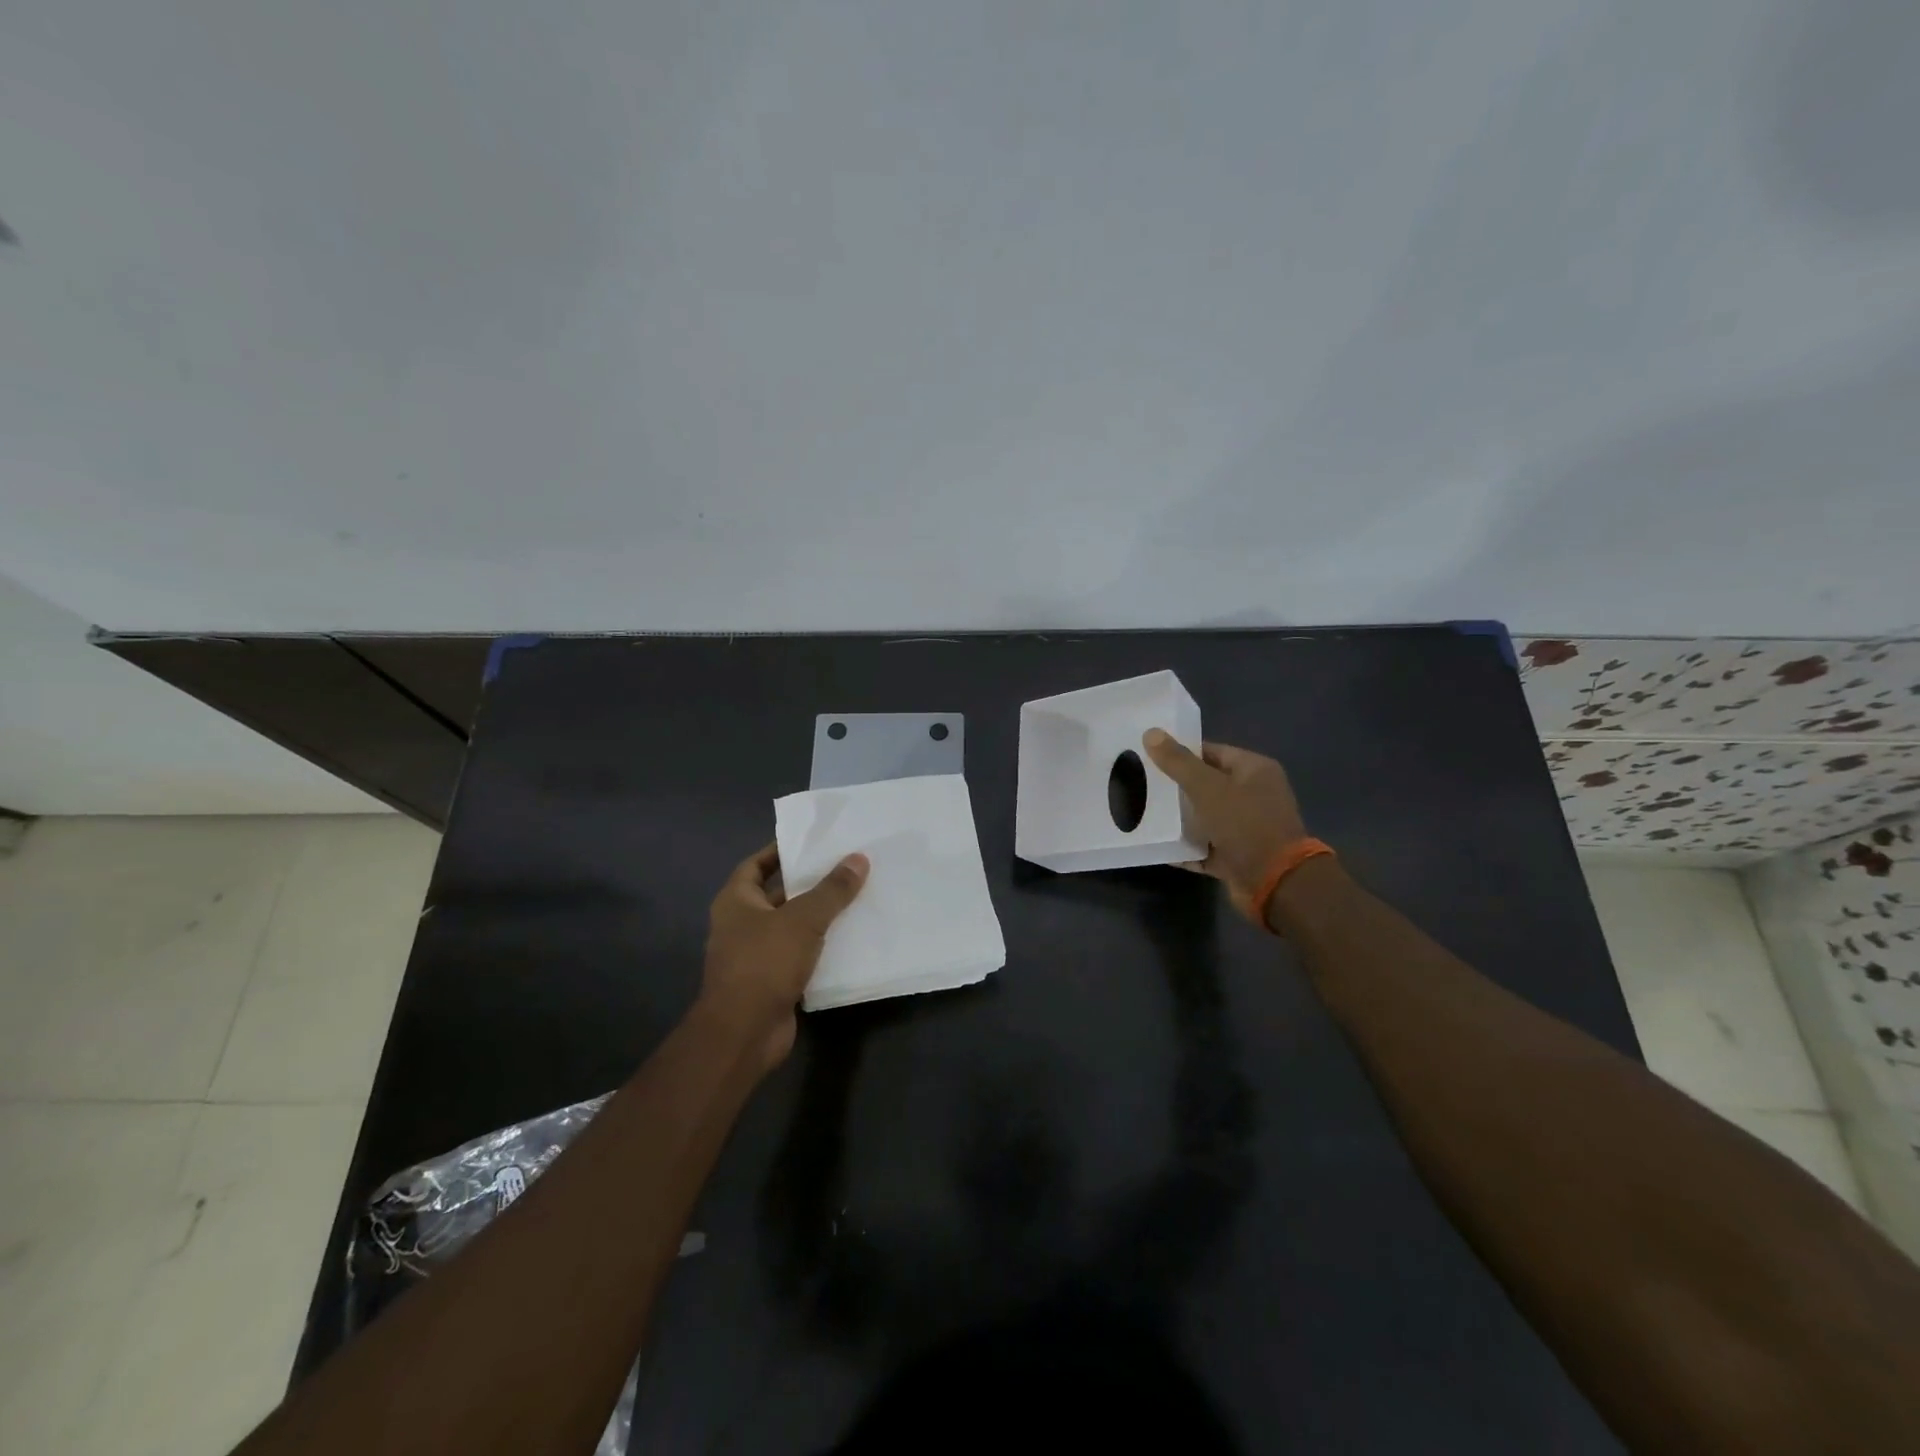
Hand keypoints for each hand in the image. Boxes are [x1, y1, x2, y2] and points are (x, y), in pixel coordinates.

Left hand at [697, 843, 867, 1072]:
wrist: (743, 1033)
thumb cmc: (764, 963)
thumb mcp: (803, 919)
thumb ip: (832, 889)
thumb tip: (859, 858)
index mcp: (735, 901)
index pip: (756, 864)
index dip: (781, 851)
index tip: (813, 842)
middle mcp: (741, 924)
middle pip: (777, 894)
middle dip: (808, 883)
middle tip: (846, 867)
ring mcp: (755, 955)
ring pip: (792, 927)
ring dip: (818, 917)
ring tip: (856, 898)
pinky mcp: (772, 982)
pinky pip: (799, 955)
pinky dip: (820, 948)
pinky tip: (851, 939)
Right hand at [1143, 731, 1308, 922]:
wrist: (1275, 883)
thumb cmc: (1245, 824)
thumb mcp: (1208, 788)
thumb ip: (1178, 762)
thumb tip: (1151, 732)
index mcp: (1254, 770)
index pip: (1211, 752)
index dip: (1181, 753)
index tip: (1149, 756)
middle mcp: (1253, 796)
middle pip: (1206, 784)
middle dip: (1175, 787)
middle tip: (1141, 783)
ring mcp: (1245, 828)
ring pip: (1204, 817)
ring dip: (1178, 819)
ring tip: (1143, 812)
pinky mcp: (1236, 856)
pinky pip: (1204, 847)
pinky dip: (1184, 847)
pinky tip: (1157, 845)